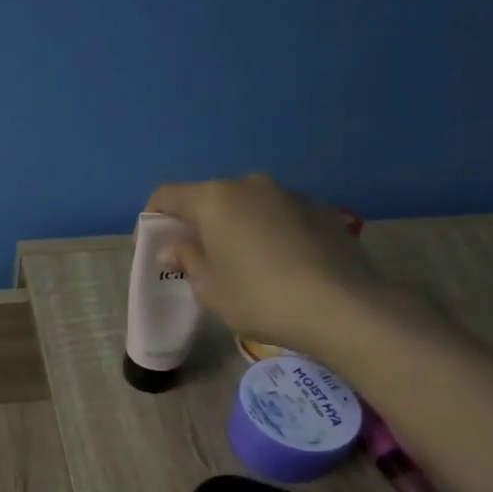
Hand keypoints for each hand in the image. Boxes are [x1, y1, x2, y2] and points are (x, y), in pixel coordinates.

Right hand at [147, 174, 387, 353]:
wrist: (341, 306)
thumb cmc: (258, 297)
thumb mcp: (209, 287)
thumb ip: (187, 259)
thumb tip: (176, 247)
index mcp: (215, 199)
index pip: (167, 196)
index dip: (152, 220)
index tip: (151, 249)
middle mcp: (250, 185)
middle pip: (210, 199)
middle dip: (196, 225)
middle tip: (196, 260)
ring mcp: (290, 193)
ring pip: (247, 206)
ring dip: (234, 228)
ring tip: (240, 265)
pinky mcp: (320, 209)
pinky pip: (278, 216)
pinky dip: (267, 233)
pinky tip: (278, 266)